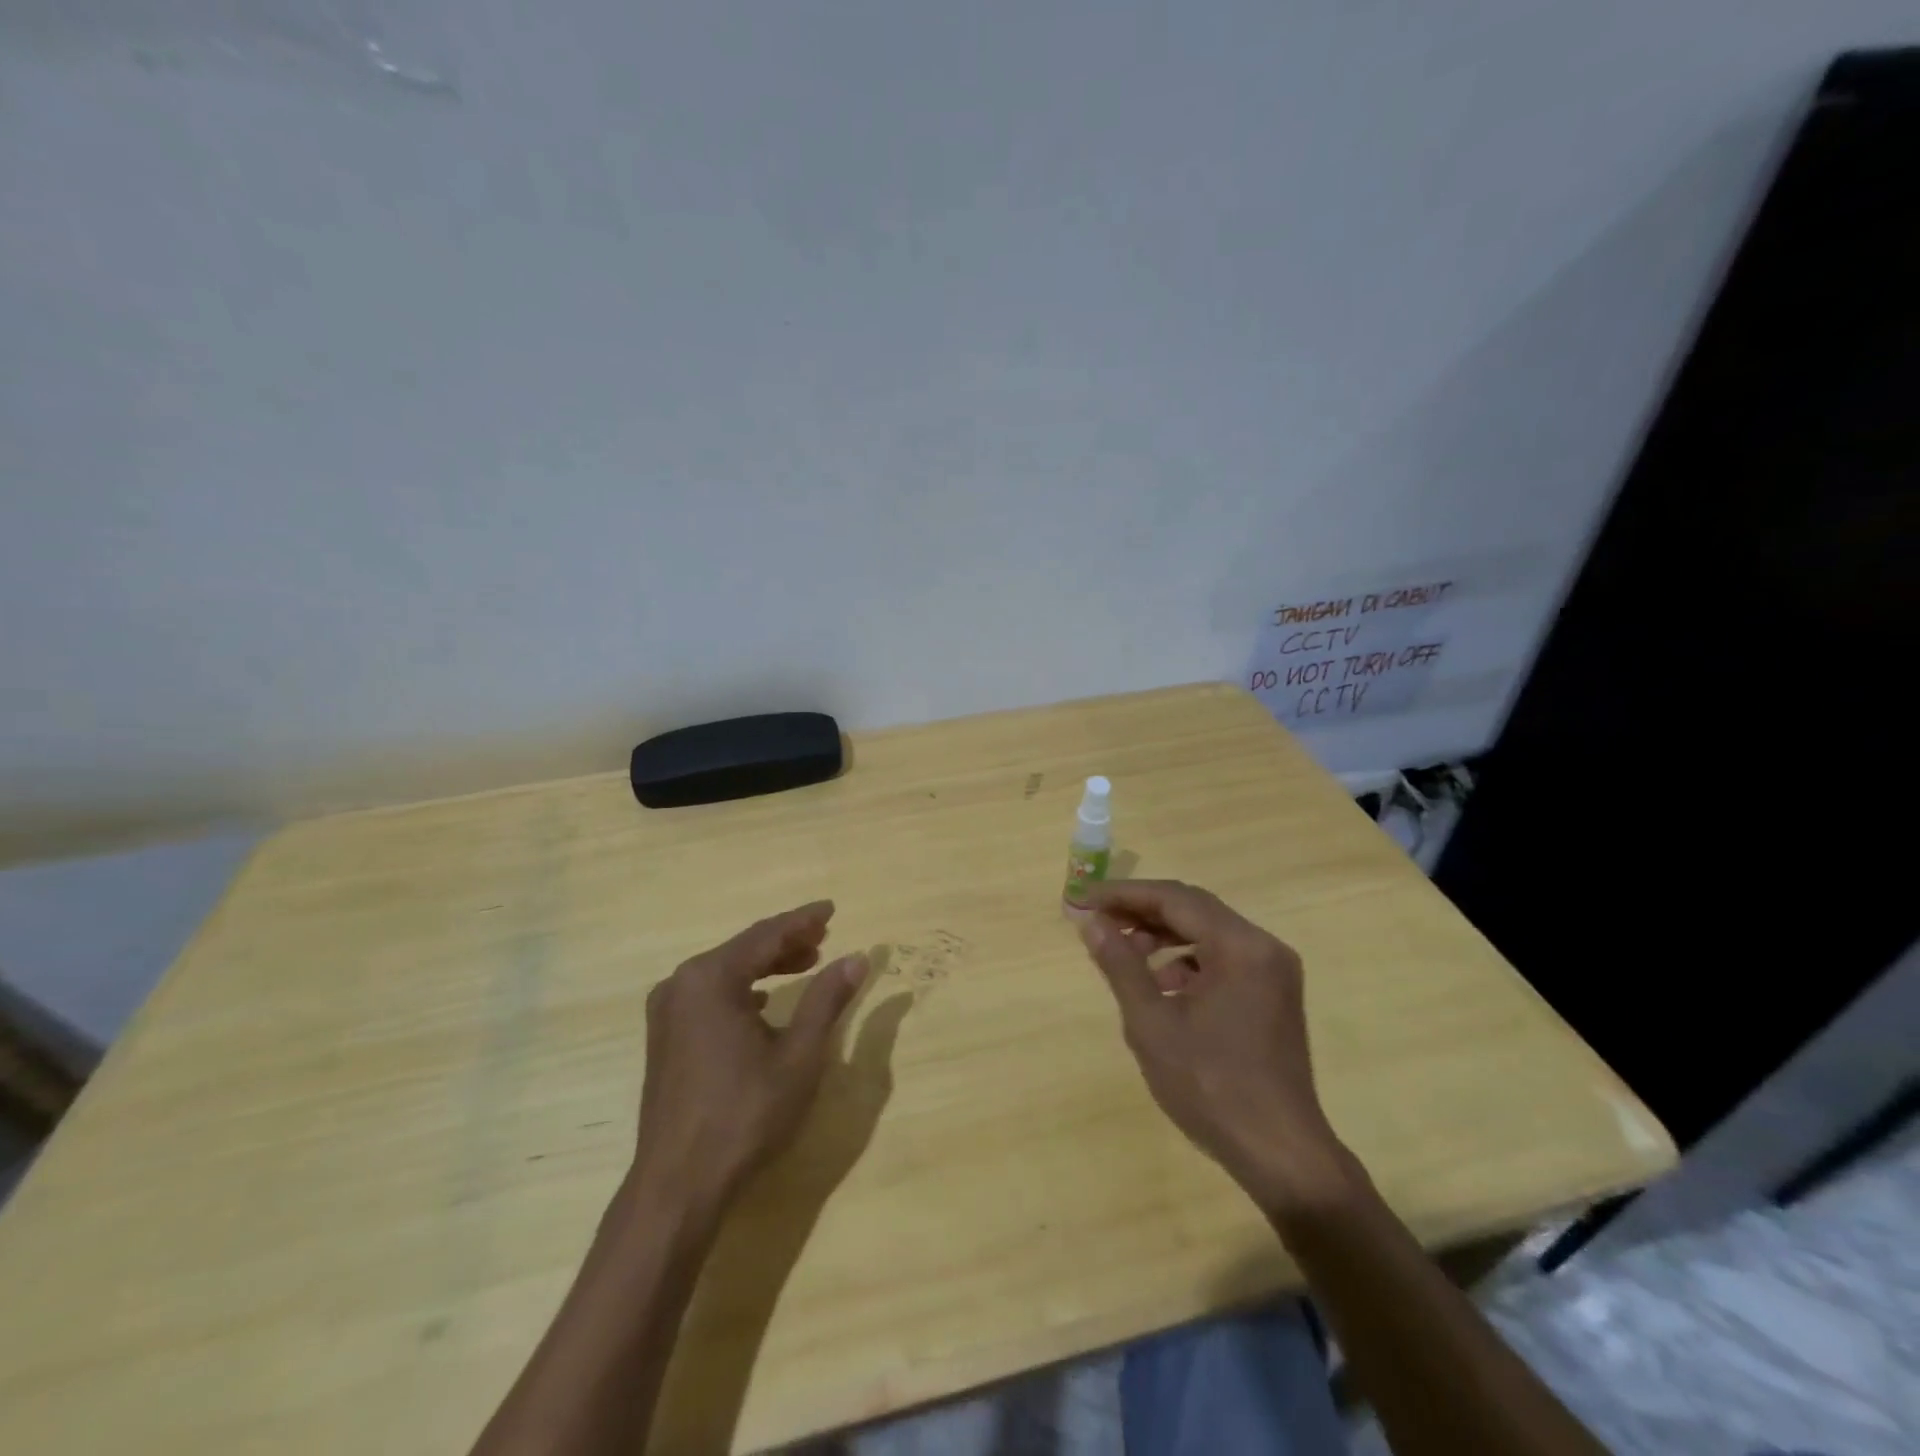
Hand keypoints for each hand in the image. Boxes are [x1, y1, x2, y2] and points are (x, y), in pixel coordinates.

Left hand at [630, 901, 868, 1214]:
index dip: (802, 921)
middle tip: (824, 937)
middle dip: (786, 941)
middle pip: (744, 949)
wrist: (678, 1185)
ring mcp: (668, 1012)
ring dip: (766, 965)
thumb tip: (857, 958)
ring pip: (726, 972)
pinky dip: (743, 989)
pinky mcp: (665, 1038)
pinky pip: (710, 995)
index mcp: (710, 978)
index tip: (831, 909)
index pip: (766, 935)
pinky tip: (763, 1002)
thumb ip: (827, 999)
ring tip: (805, 963)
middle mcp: (682, 984)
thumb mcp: (799, 1055)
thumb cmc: (745, 1114)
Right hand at [1078, 880, 1351, 1213]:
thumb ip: (1120, 965)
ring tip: (1122, 951)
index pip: (1175, 899)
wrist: (1280, 1153)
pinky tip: (1161, 984)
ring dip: (1163, 935)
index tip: (1085, 899)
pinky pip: (1224, 957)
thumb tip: (1091, 922)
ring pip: (1208, 932)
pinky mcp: (1273, 993)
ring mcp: (1274, 970)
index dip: (1125, 894)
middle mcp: (1264, 946)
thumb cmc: (1211, 1086)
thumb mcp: (1152, 1024)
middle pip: (1194, 909)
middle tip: (1097, 919)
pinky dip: (1187, 959)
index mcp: (1240, 946)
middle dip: (1143, 911)